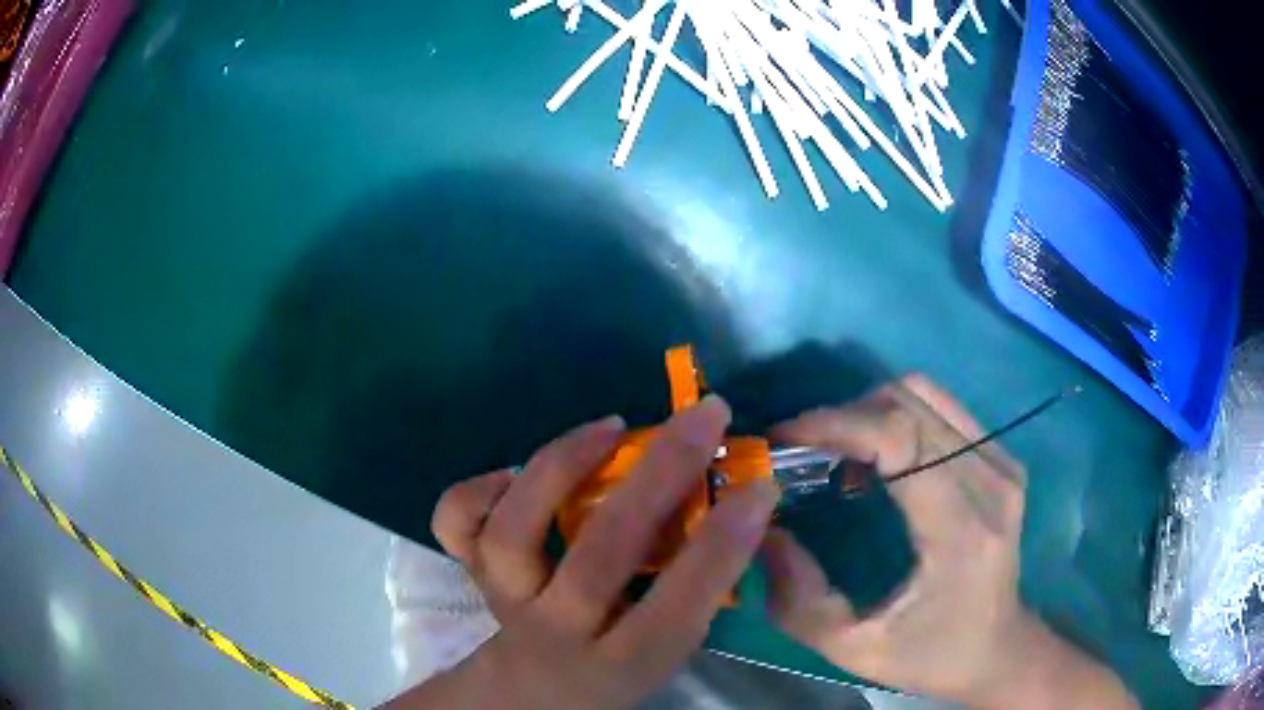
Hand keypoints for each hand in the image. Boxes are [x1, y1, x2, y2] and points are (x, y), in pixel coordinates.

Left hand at [397, 396, 779, 709]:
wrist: (532, 692)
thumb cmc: (615, 666)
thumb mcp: (667, 648)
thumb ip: (699, 591)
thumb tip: (740, 508)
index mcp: (622, 661)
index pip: (677, 606)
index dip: (723, 545)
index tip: (760, 486)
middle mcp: (558, 631)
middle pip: (601, 553)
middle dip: (662, 473)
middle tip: (704, 416)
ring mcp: (505, 599)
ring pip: (517, 531)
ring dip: (565, 465)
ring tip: (612, 427)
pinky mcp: (472, 574)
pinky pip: (457, 524)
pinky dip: (480, 487)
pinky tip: (517, 472)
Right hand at [764, 376, 1135, 708]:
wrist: (1000, 649)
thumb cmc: (932, 656)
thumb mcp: (856, 650)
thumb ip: (800, 602)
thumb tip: (767, 532)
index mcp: (962, 532)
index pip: (902, 440)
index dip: (838, 425)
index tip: (786, 439)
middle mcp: (991, 482)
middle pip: (910, 403)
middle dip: (844, 416)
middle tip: (802, 451)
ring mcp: (1003, 463)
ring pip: (926, 394)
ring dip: (870, 411)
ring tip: (837, 453)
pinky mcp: (1003, 458)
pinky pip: (942, 410)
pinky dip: (897, 417)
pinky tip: (877, 459)